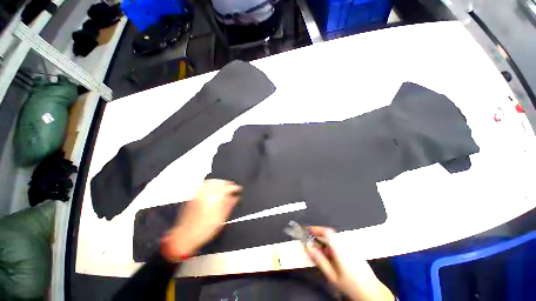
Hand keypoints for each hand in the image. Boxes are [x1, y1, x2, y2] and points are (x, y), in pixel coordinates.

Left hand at [161, 179, 242, 261]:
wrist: (184, 237)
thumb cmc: (204, 230)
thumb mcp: (220, 219)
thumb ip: (228, 206)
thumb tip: (236, 197)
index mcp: (213, 199)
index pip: (227, 188)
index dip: (234, 188)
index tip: (239, 189)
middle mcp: (205, 193)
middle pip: (218, 182)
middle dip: (227, 183)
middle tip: (232, 186)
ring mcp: (197, 194)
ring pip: (210, 182)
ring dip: (219, 182)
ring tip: (224, 185)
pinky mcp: (192, 196)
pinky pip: (203, 185)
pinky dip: (210, 184)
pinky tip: (213, 188)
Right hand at [305, 227, 394, 300]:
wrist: (371, 291)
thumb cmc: (350, 285)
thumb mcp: (332, 275)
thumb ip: (320, 260)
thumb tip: (309, 246)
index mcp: (340, 249)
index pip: (327, 232)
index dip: (317, 228)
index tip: (309, 230)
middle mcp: (346, 244)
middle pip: (331, 233)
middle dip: (320, 233)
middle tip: (312, 239)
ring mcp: (351, 246)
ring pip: (335, 237)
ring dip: (326, 239)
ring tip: (320, 249)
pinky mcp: (354, 249)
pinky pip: (340, 241)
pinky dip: (332, 243)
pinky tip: (331, 254)